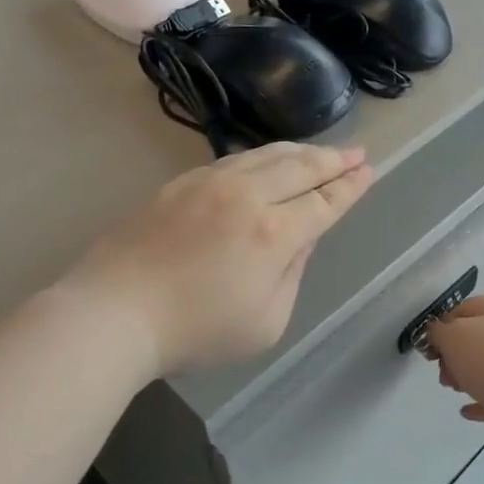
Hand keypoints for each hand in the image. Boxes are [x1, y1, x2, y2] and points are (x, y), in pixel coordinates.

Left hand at [68, 143, 373, 374]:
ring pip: (265, 156)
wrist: (115, 312)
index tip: (367, 171)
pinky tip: (264, 160)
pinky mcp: (180, 184)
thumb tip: (301, 239)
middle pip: (300, 168)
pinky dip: (260, 156)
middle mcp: (247, 196)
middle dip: (333, 160)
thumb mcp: (264, 323)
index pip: (324, 202)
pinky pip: (232, 160)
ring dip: (299, 151)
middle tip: (356, 152)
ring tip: (319, 151)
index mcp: (274, 233)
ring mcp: (210, 183)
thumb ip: (291, 275)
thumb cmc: (194, 332)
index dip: (349, 187)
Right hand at [426, 295, 483, 464]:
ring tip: (455, 391)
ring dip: (467, 378)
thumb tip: (438, 334)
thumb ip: (438, 332)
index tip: (429, 347)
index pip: (464, 308)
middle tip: (443, 374)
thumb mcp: (453, 337)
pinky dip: (482, 401)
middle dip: (454, 356)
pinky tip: (467, 411)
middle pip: (477, 339)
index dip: (442, 325)